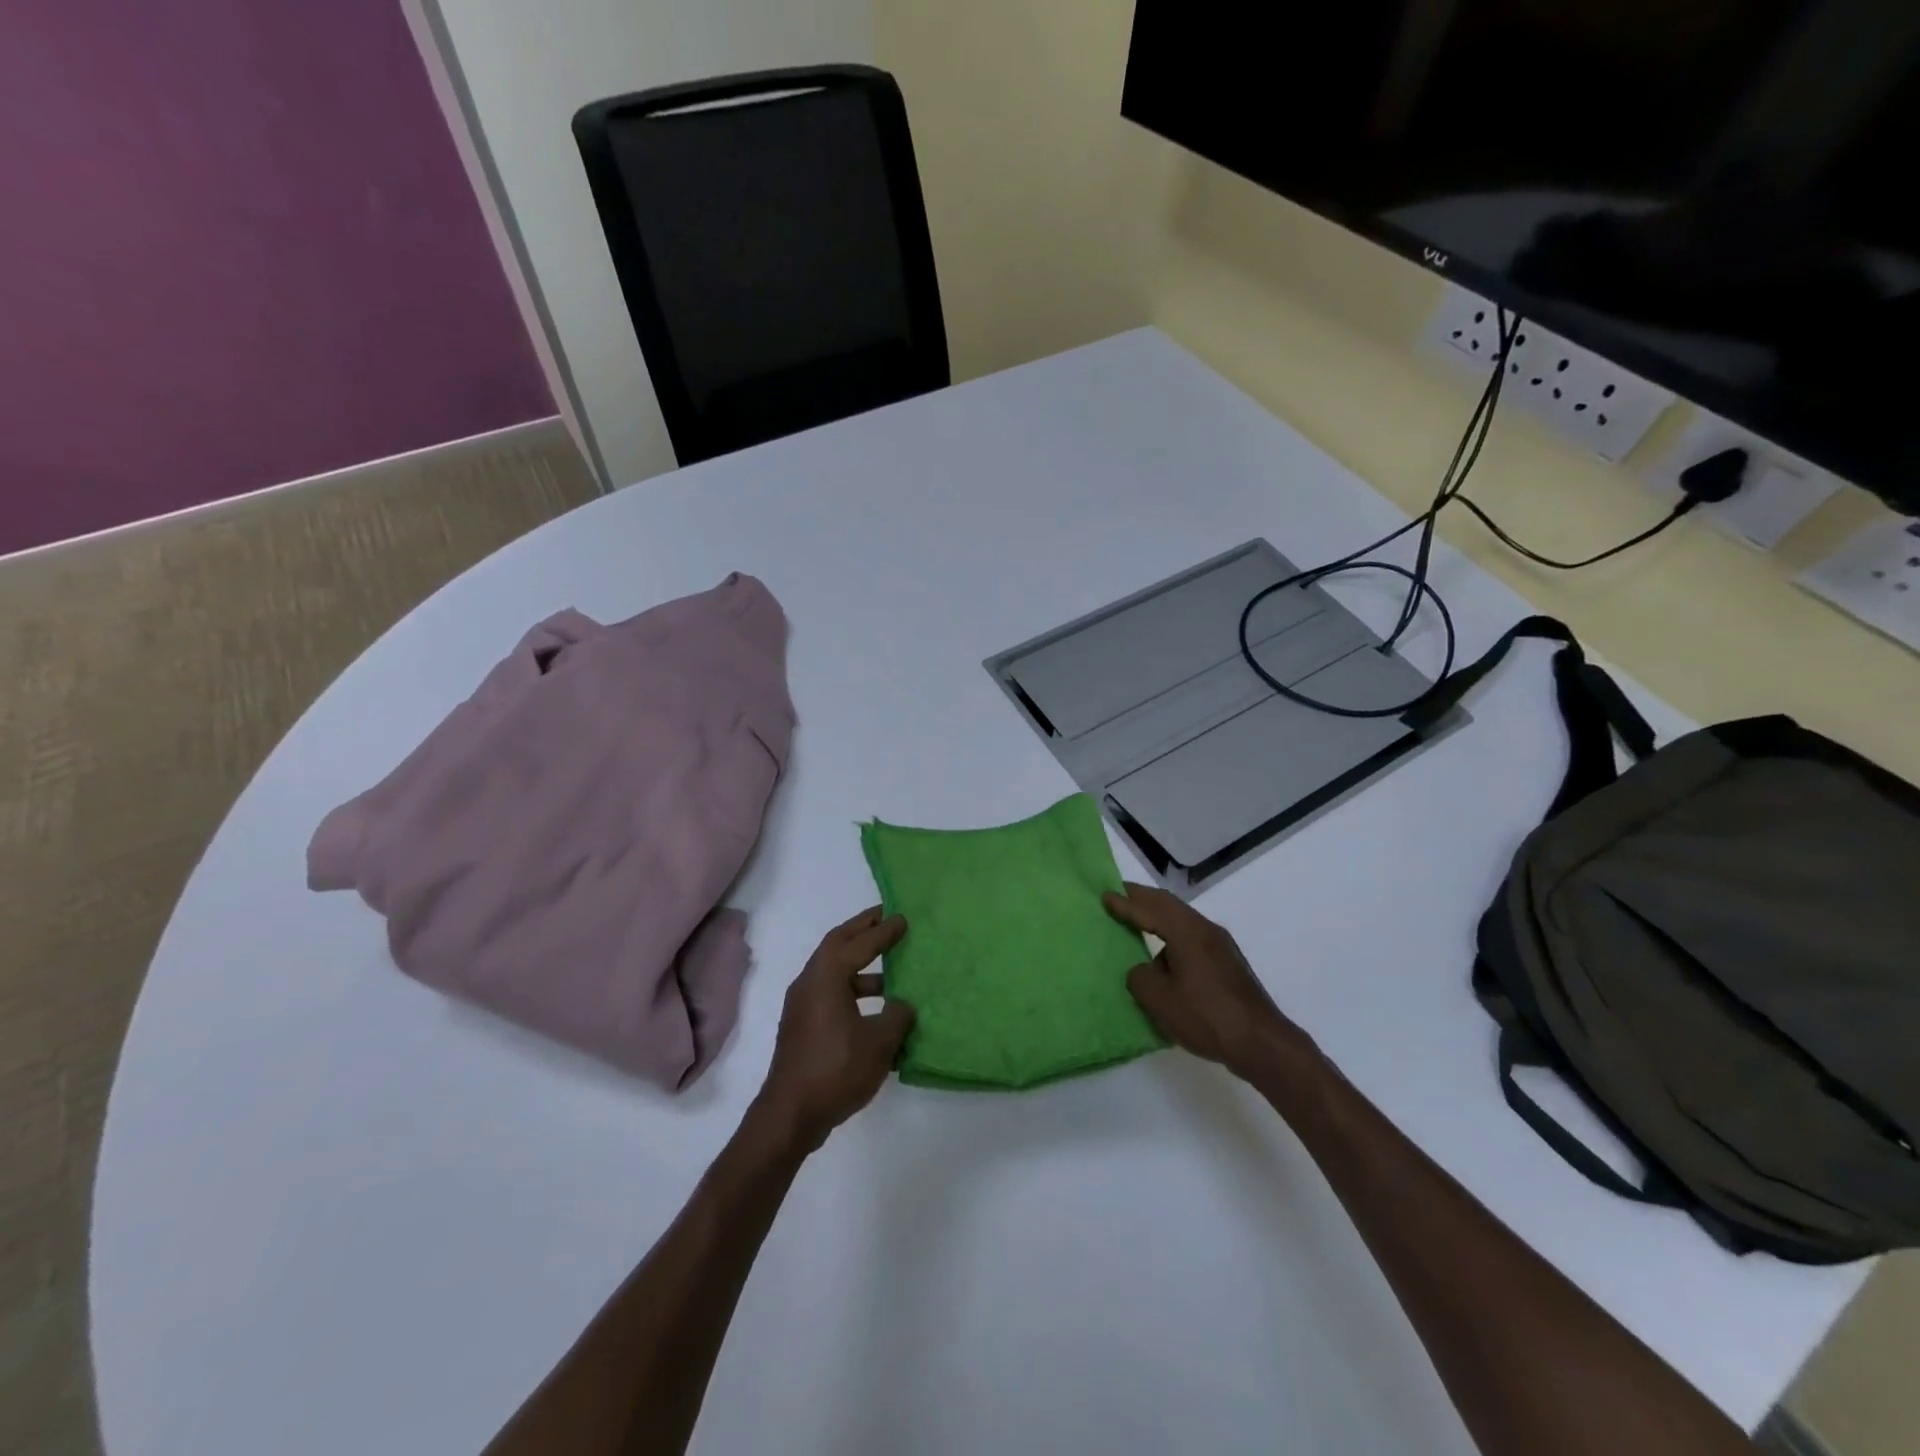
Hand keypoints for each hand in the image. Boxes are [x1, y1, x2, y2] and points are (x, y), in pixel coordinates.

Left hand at [753, 907, 915, 1154]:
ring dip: (860, 966)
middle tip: (886, 919)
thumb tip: (901, 1005)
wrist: (790, 1115)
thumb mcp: (879, 1041)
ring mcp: (802, 1006)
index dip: (883, 931)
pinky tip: (877, 1010)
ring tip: (891, 970)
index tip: (902, 918)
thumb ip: (897, 1015)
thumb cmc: (837, 1069)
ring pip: (834, 972)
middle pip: (837, 945)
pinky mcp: (802, 1027)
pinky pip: (831, 994)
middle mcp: (809, 982)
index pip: (859, 943)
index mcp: (826, 976)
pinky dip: (852, 990)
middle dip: (862, 931)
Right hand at [1103, 883, 1313, 1079]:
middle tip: (1121, 895)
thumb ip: (1140, 977)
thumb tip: (1144, 971)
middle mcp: (1207, 931)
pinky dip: (1173, 941)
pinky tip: (1166, 962)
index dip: (1126, 903)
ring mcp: (1222, 948)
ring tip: (1140, 928)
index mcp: (1188, 932)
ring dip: (1161, 920)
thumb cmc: (1206, 1016)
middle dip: (1144, 900)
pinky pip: (1193, 941)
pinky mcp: (1229, 966)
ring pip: (1184, 924)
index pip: (1151, 909)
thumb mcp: (1159, 999)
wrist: (1262, 1043)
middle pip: (1170, 907)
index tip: (1106, 895)